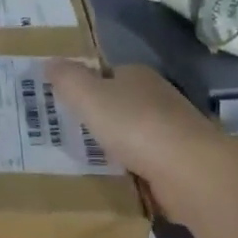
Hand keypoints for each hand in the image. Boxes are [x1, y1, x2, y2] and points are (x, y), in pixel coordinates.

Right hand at [44, 62, 237, 217]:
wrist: (188, 169)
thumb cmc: (134, 126)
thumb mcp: (89, 97)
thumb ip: (68, 79)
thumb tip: (49, 61)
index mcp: (138, 75)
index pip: (109, 73)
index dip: (88, 85)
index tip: (67, 103)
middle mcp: (159, 96)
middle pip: (124, 101)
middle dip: (103, 115)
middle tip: (72, 132)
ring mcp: (173, 128)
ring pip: (136, 131)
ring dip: (118, 142)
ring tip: (90, 157)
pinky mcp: (180, 159)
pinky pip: (148, 158)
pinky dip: (133, 164)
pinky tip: (119, 175)